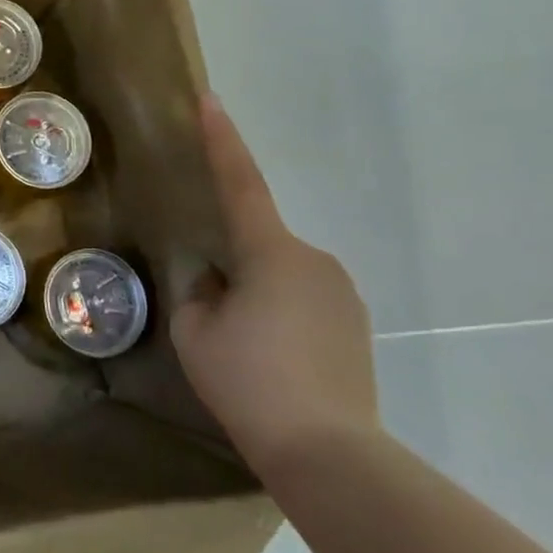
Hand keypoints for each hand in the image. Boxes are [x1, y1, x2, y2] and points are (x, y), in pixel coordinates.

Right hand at [170, 96, 379, 481]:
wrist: (329, 453)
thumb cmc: (249, 382)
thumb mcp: (196, 332)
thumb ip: (199, 292)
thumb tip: (219, 281)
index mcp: (270, 253)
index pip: (240, 184)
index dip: (222, 141)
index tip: (210, 100)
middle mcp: (314, 260)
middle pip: (259, 244)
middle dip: (232, 265)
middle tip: (213, 318)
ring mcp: (342, 293)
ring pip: (280, 275)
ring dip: (257, 295)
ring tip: (245, 350)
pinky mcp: (356, 324)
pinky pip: (304, 300)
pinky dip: (281, 316)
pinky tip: (274, 361)